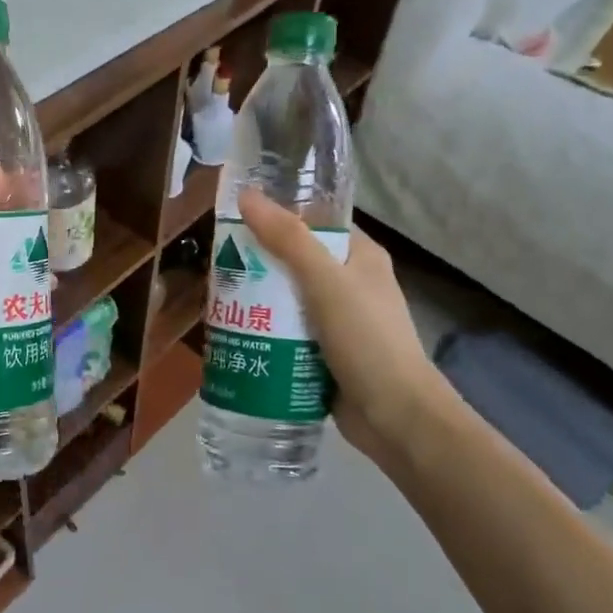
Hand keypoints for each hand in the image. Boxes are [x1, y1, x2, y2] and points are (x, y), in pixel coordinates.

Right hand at [235, 187, 452, 460]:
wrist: (395, 417)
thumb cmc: (367, 340)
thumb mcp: (325, 282)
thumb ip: (287, 239)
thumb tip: (246, 195)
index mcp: (361, 256)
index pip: (315, 223)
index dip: (279, 217)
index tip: (236, 219)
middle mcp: (351, 284)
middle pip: (295, 262)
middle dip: (258, 263)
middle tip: (217, 264)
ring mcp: (339, 321)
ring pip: (288, 300)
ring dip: (258, 300)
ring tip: (217, 299)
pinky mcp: (326, 353)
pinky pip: (288, 333)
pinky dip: (266, 332)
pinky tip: (235, 333)